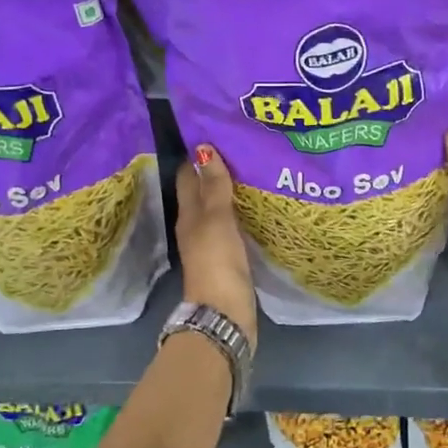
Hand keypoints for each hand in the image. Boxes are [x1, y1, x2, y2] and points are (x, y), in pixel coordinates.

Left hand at [175, 144, 257, 346]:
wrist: (225, 314)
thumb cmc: (217, 262)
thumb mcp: (216, 219)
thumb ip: (214, 186)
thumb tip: (203, 147)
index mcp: (188, 215)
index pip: (188, 177)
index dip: (199, 156)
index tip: (217, 133)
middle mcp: (196, 227)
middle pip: (204, 192)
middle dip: (218, 170)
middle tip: (243, 147)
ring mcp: (212, 245)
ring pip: (219, 209)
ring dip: (231, 192)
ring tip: (255, 170)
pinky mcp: (229, 259)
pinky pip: (234, 227)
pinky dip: (242, 213)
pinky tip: (259, 206)